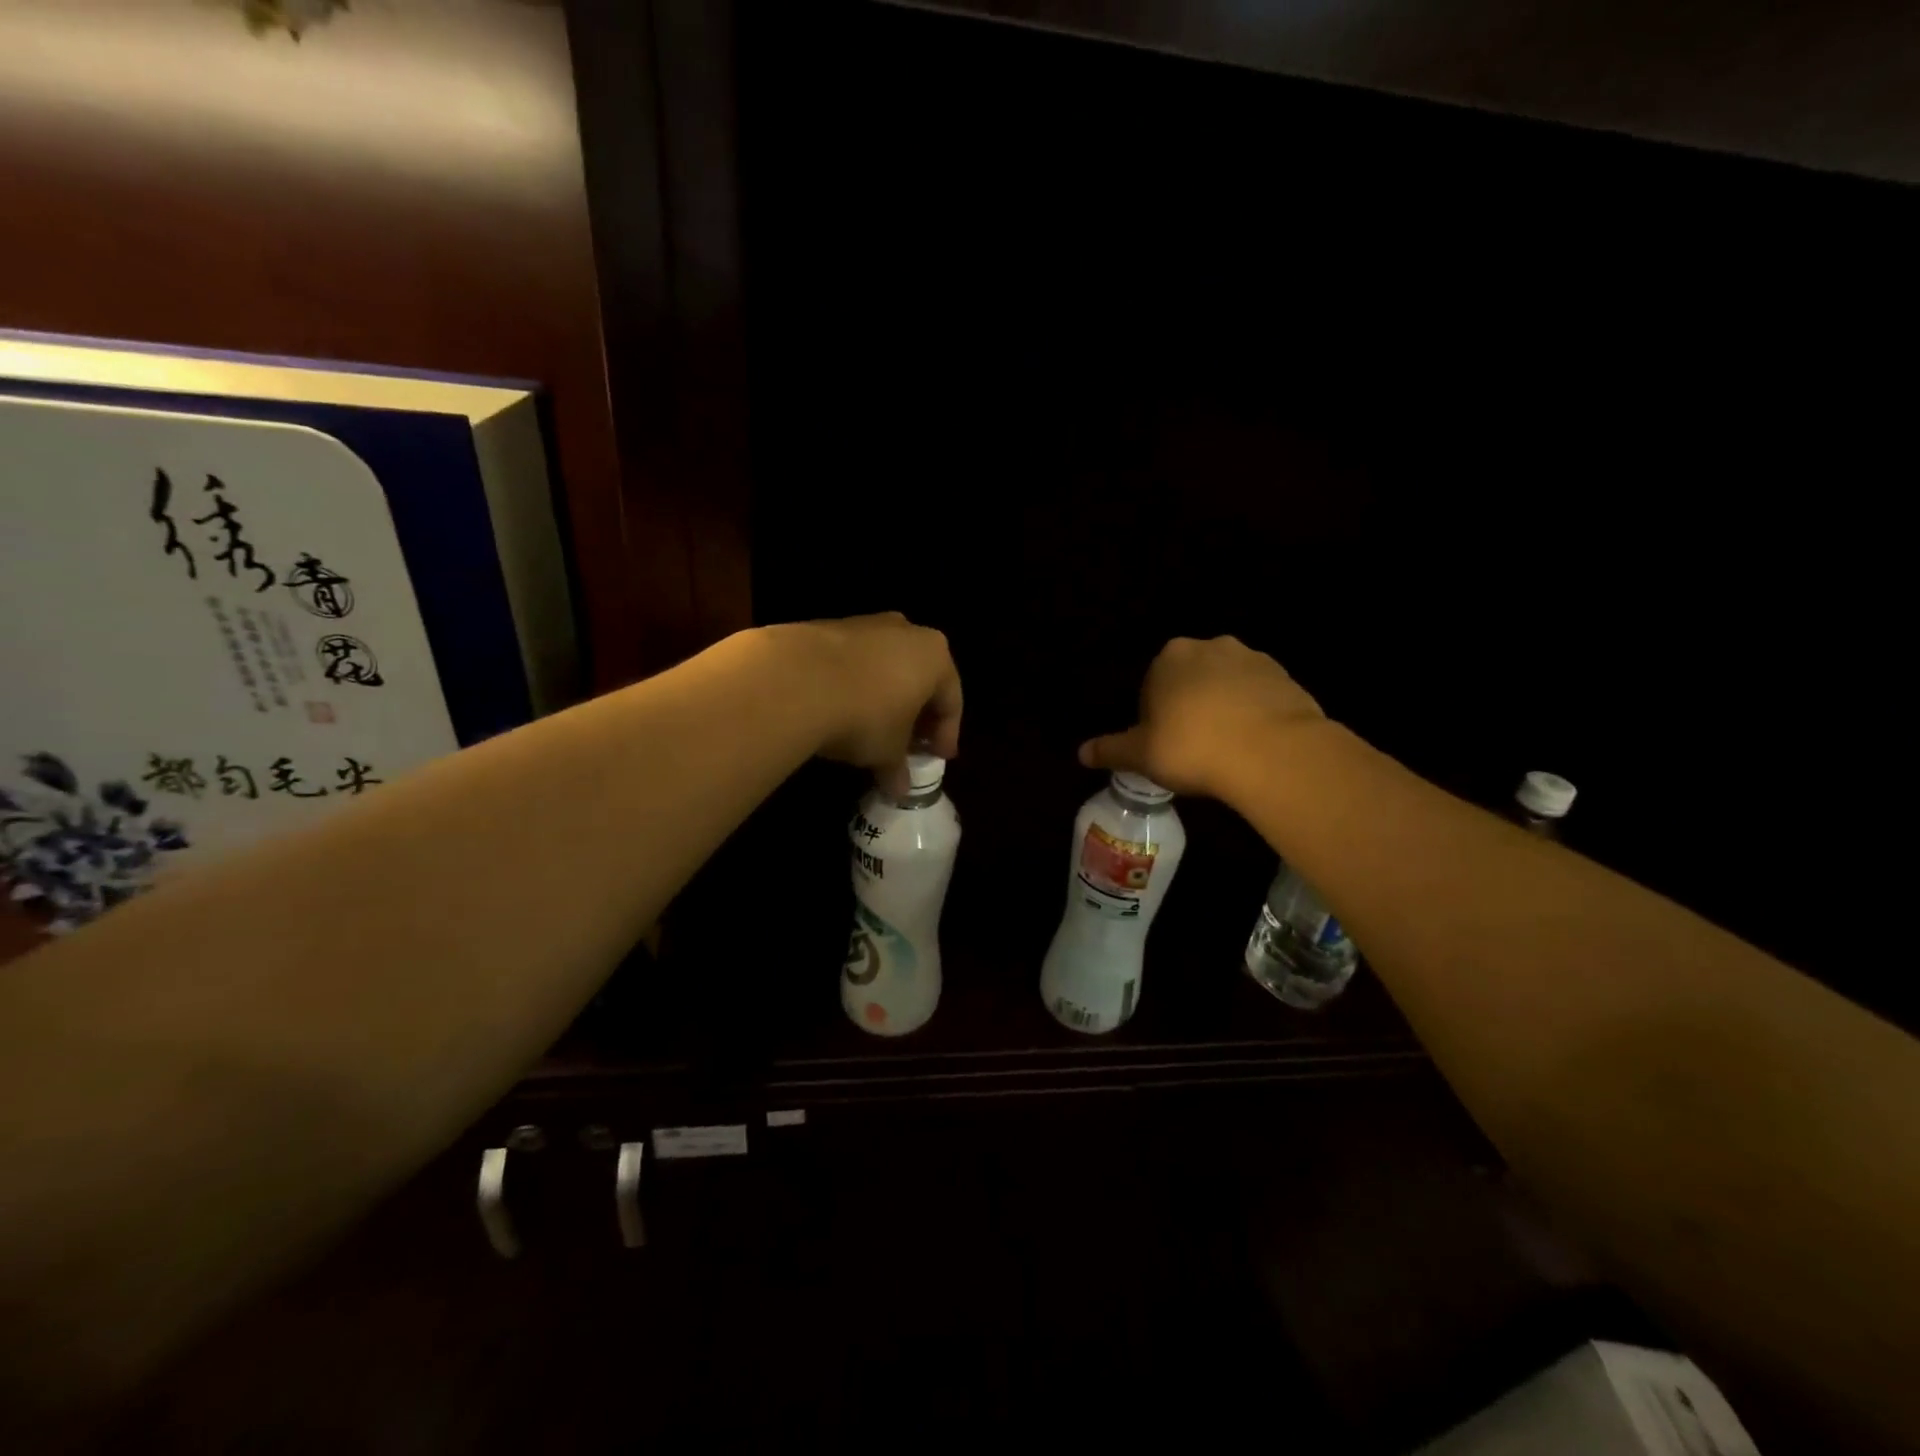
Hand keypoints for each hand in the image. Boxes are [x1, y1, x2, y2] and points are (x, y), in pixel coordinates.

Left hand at [778, 613, 962, 777]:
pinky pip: (852, 662)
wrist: (794, 681)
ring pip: (885, 667)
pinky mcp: (826, 627)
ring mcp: (864, 624)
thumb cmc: (865, 715)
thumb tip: (899, 788)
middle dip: (916, 714)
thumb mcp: (888, 751)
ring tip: (873, 731)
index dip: (946, 734)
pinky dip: (854, 686)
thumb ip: (898, 768)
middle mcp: (906, 631)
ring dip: (884, 699)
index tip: (939, 758)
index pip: (951, 700)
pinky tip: (842, 711)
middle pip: (919, 678)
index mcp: (935, 655)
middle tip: (910, 745)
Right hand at [1079, 636, 1324, 798]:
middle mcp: (1210, 647)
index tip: (1164, 746)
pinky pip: (1259, 695)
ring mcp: (1252, 659)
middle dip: (1190, 706)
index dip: (1155, 718)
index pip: (1152, 686)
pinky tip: (1253, 744)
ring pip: (1227, 685)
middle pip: (1190, 679)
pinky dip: (1254, 713)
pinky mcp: (1285, 677)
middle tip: (1194, 747)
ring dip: (1223, 707)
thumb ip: (1110, 750)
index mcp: (1169, 658)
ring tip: (1226, 748)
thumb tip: (1081, 753)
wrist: (1272, 752)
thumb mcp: (1141, 755)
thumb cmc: (1192, 748)